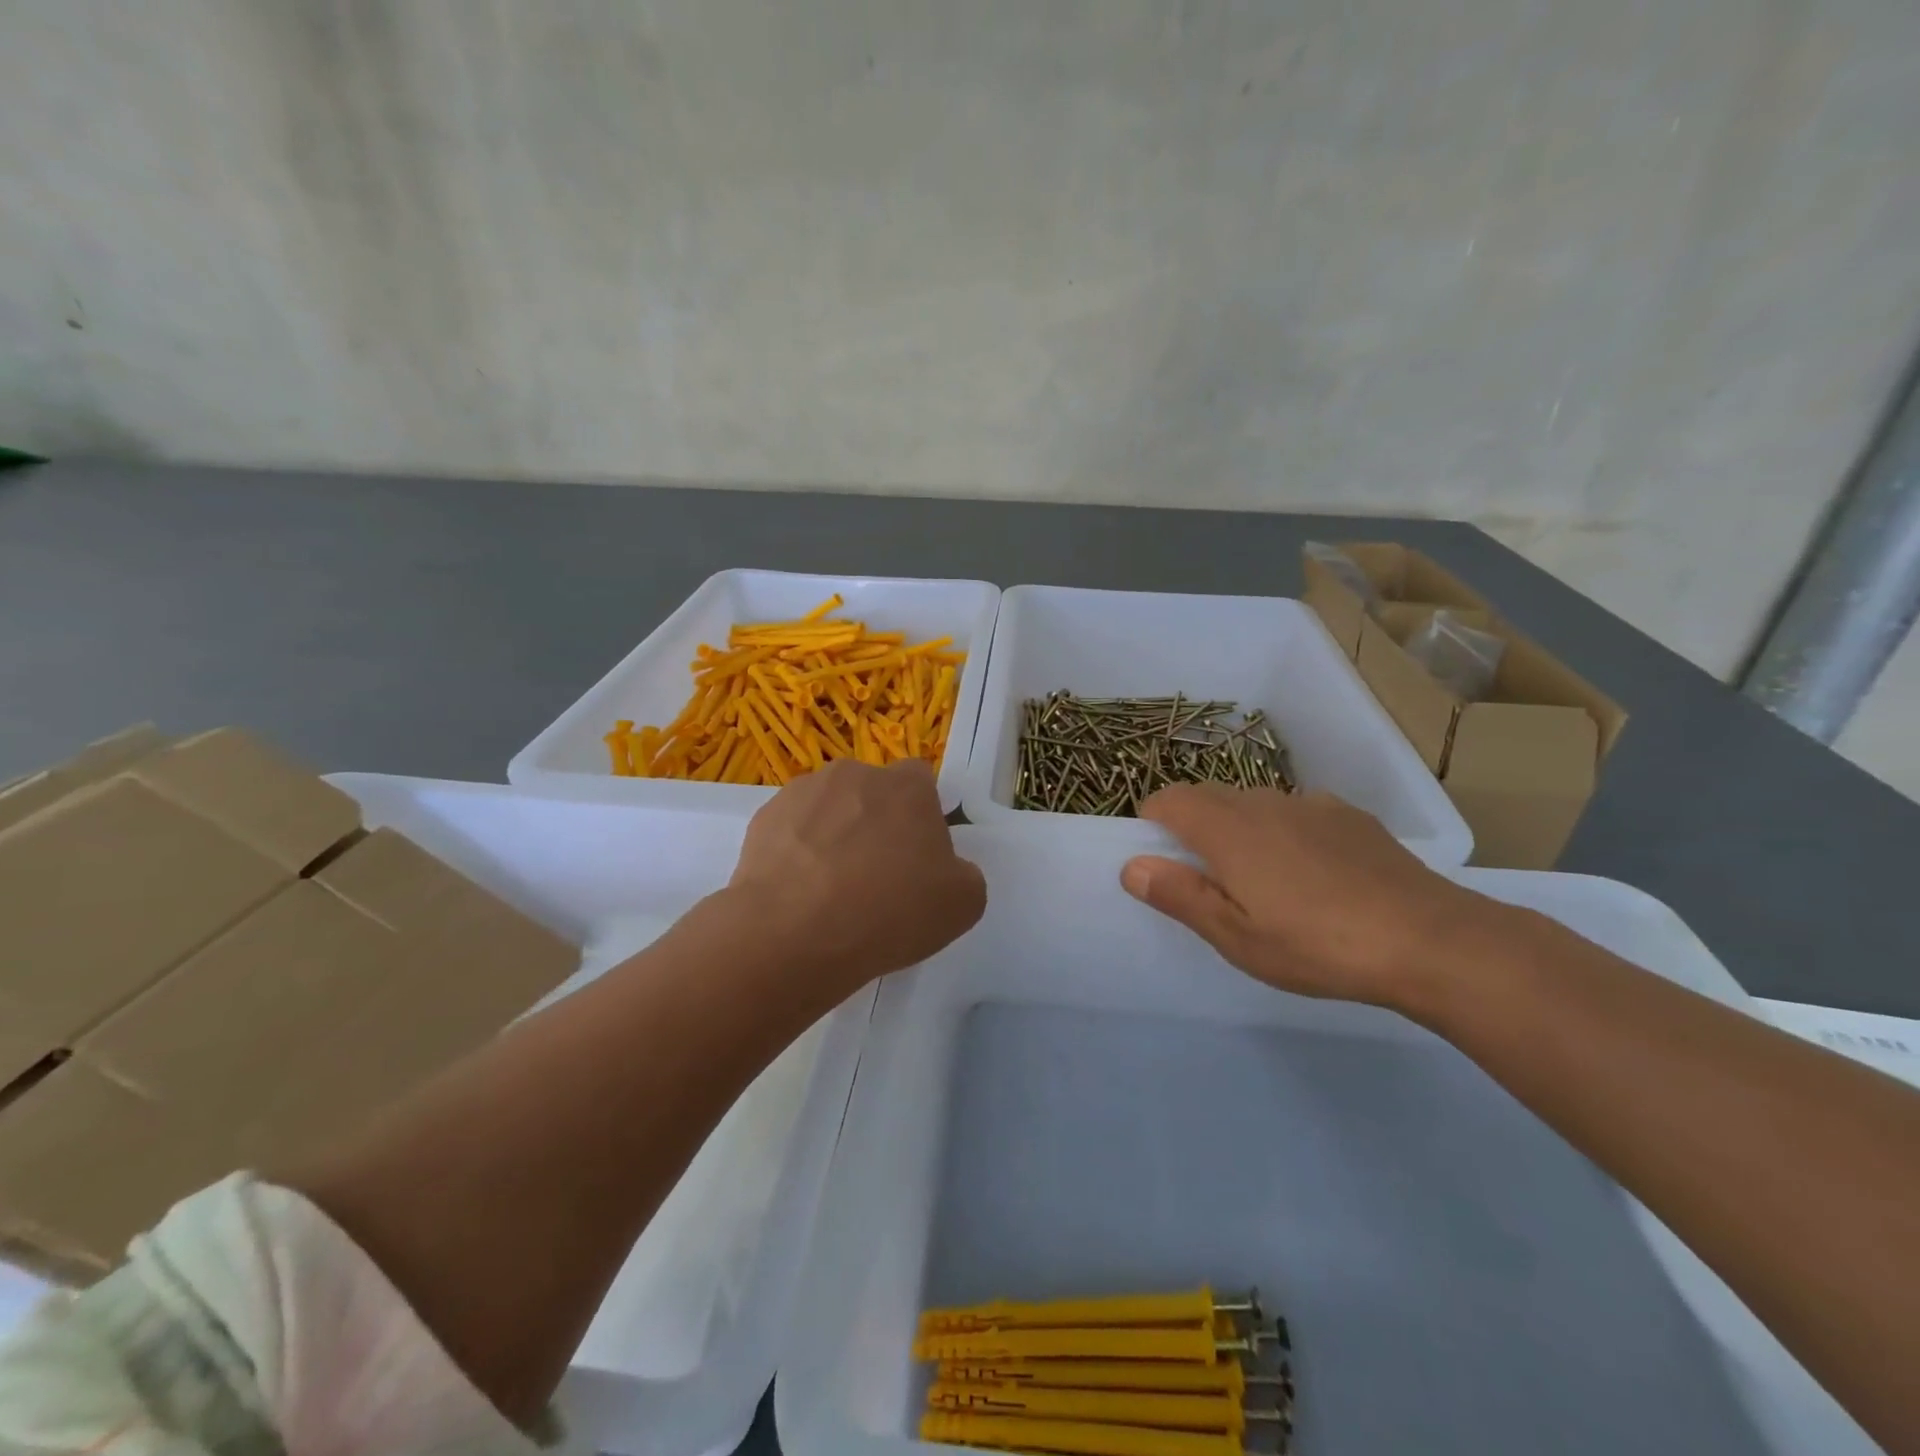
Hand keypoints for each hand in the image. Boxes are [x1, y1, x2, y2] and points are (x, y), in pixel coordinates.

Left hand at [728, 758, 986, 992]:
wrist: (792, 934)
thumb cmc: (888, 912)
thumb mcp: (962, 904)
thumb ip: (963, 873)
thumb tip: (946, 868)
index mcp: (907, 786)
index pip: (921, 780)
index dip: (922, 816)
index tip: (917, 856)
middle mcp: (855, 774)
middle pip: (872, 793)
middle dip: (875, 824)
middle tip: (875, 877)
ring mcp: (803, 792)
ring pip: (829, 808)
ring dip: (833, 835)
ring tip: (829, 890)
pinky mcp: (763, 818)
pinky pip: (791, 830)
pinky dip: (796, 853)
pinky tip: (798, 894)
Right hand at [1120, 784, 1514, 1010]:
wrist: (1431, 940)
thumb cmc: (1318, 945)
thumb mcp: (1237, 936)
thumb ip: (1180, 895)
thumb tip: (1131, 866)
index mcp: (1227, 828)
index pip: (1168, 799)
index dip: (1153, 824)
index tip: (1164, 864)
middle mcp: (1263, 801)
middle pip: (1208, 798)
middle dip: (1194, 828)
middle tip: (1212, 884)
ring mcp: (1311, 804)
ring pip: (1254, 805)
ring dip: (1241, 831)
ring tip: (1266, 885)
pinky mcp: (1349, 816)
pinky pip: (1296, 814)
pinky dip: (1285, 834)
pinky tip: (1316, 878)